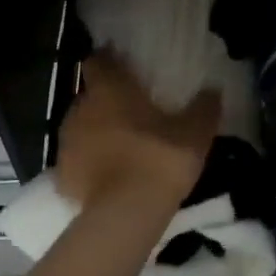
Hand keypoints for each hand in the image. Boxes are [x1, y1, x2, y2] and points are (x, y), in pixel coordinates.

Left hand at [57, 50, 218, 211]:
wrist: (125, 214)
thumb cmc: (159, 160)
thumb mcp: (194, 133)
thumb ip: (204, 108)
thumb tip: (213, 90)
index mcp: (109, 90)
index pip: (99, 61)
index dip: (109, 61)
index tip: (124, 65)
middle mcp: (81, 109)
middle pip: (90, 95)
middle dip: (108, 100)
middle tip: (133, 111)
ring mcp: (67, 142)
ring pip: (82, 127)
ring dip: (98, 131)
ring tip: (123, 145)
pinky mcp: (62, 174)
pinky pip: (78, 160)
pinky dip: (91, 163)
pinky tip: (110, 175)